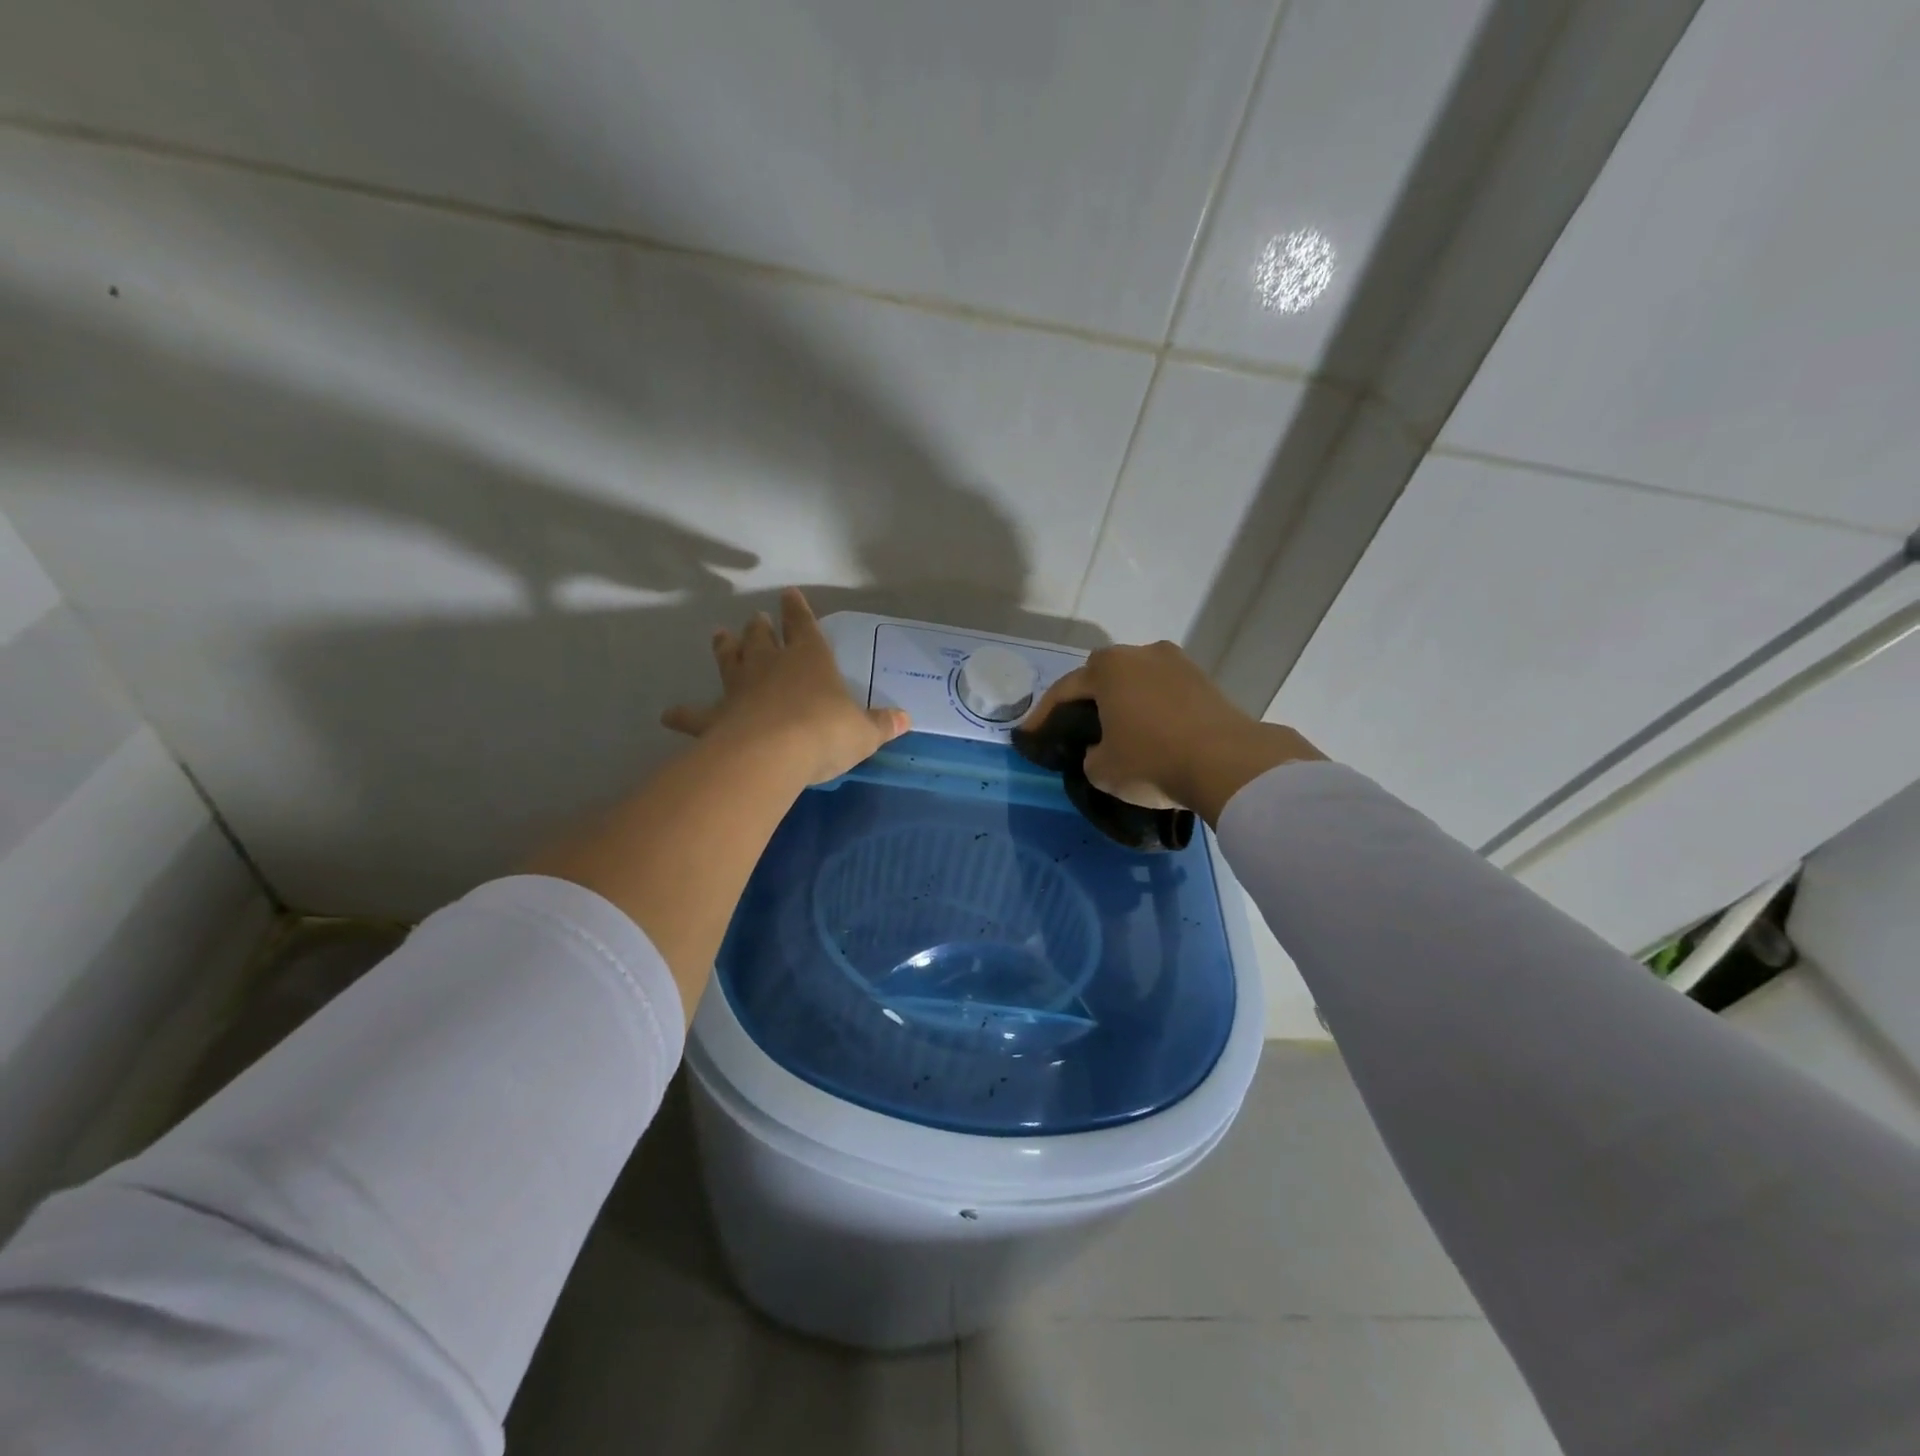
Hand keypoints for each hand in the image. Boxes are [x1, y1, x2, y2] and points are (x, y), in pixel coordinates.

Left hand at [663, 589, 908, 784]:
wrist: (773, 753)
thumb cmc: (825, 733)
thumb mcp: (864, 732)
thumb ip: (882, 724)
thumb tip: (906, 719)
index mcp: (809, 659)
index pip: (803, 625)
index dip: (797, 610)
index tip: (788, 595)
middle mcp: (771, 665)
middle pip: (760, 638)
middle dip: (758, 627)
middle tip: (753, 619)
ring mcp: (739, 688)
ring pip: (729, 661)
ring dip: (725, 648)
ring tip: (719, 636)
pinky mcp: (716, 717)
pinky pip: (695, 714)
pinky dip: (683, 714)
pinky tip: (669, 714)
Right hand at [1021, 640, 1321, 824]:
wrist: (1228, 763)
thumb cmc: (1152, 760)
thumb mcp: (1102, 770)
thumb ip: (1089, 755)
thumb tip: (1099, 749)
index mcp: (1108, 668)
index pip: (1064, 690)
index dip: (1043, 715)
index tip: (1029, 735)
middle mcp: (1141, 654)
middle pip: (1102, 676)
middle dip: (1086, 700)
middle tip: (1075, 727)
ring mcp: (1177, 663)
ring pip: (1136, 682)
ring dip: (1123, 702)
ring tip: (1116, 730)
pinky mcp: (1205, 681)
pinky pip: (1164, 693)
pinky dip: (1152, 709)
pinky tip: (1151, 731)